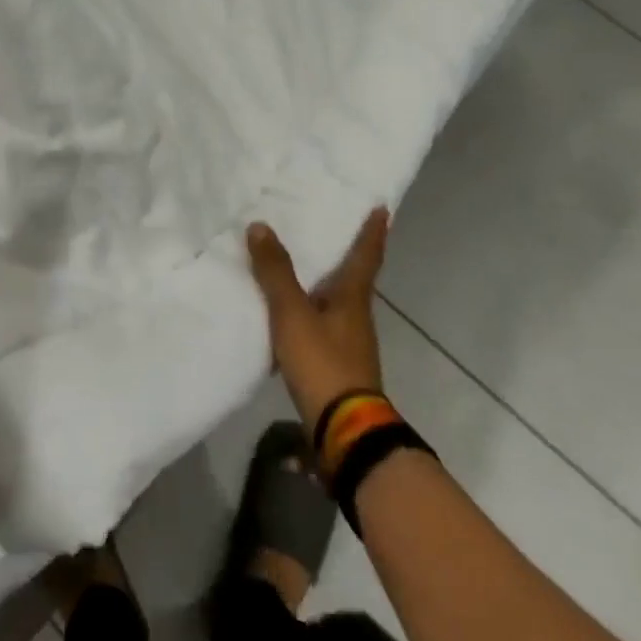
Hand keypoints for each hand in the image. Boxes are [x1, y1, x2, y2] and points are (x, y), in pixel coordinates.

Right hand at [246, 208, 390, 434]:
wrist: (344, 432)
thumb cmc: (323, 363)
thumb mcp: (292, 314)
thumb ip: (275, 272)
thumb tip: (260, 225)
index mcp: (352, 298)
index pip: (365, 256)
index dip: (372, 232)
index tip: (381, 208)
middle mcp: (356, 316)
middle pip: (353, 277)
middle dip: (345, 254)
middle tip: (330, 227)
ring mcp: (349, 344)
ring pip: (336, 302)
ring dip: (324, 283)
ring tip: (300, 266)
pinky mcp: (336, 366)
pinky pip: (322, 325)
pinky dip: (309, 311)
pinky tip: (289, 314)